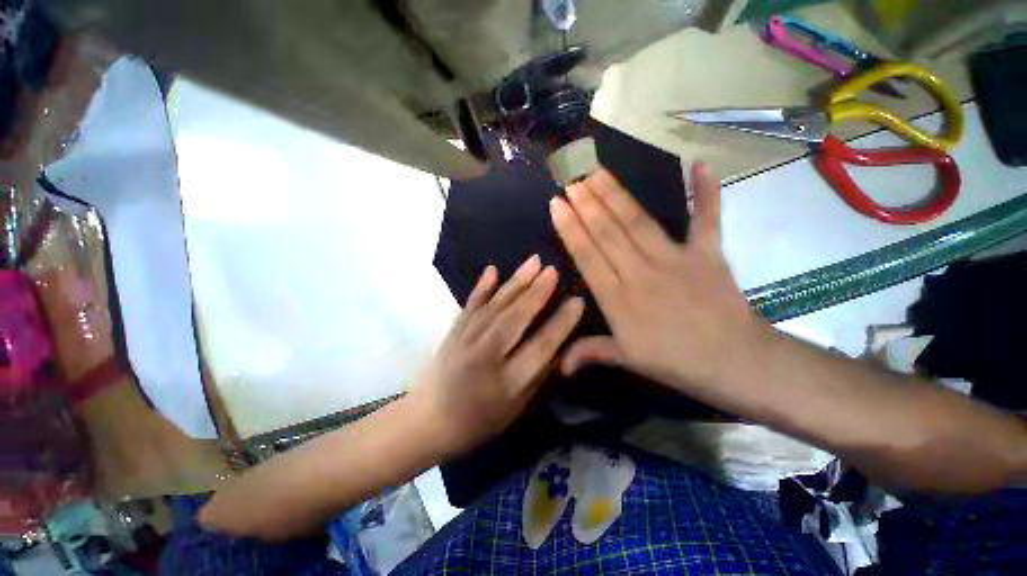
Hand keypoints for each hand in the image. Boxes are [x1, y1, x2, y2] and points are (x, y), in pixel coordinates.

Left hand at [410, 256, 583, 455]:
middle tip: (554, 270)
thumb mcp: (517, 408)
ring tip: (534, 261)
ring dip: (516, 282)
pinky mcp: (453, 330)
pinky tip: (492, 270)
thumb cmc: (479, 420)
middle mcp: (485, 356)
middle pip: (515, 319)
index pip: (540, 347)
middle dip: (537, 293)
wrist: (428, 419)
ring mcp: (465, 340)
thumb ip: (539, 376)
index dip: (561, 324)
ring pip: (495, 307)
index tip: (577, 301)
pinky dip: (481, 287)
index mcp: (506, 382)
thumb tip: (562, 346)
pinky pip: (470, 305)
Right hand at [549, 163, 766, 392]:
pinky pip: (706, 218)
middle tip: (572, 180)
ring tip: (597, 172)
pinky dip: (705, 192)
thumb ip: (590, 352)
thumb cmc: (675, 362)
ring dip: (616, 195)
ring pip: (638, 222)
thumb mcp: (626, 360)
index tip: (557, 204)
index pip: (587, 256)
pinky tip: (698, 165)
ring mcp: (675, 260)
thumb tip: (557, 366)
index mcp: (618, 299)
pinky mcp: (707, 253)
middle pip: (608, 233)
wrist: (736, 363)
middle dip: (586, 204)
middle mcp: (640, 273)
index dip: (570, 228)